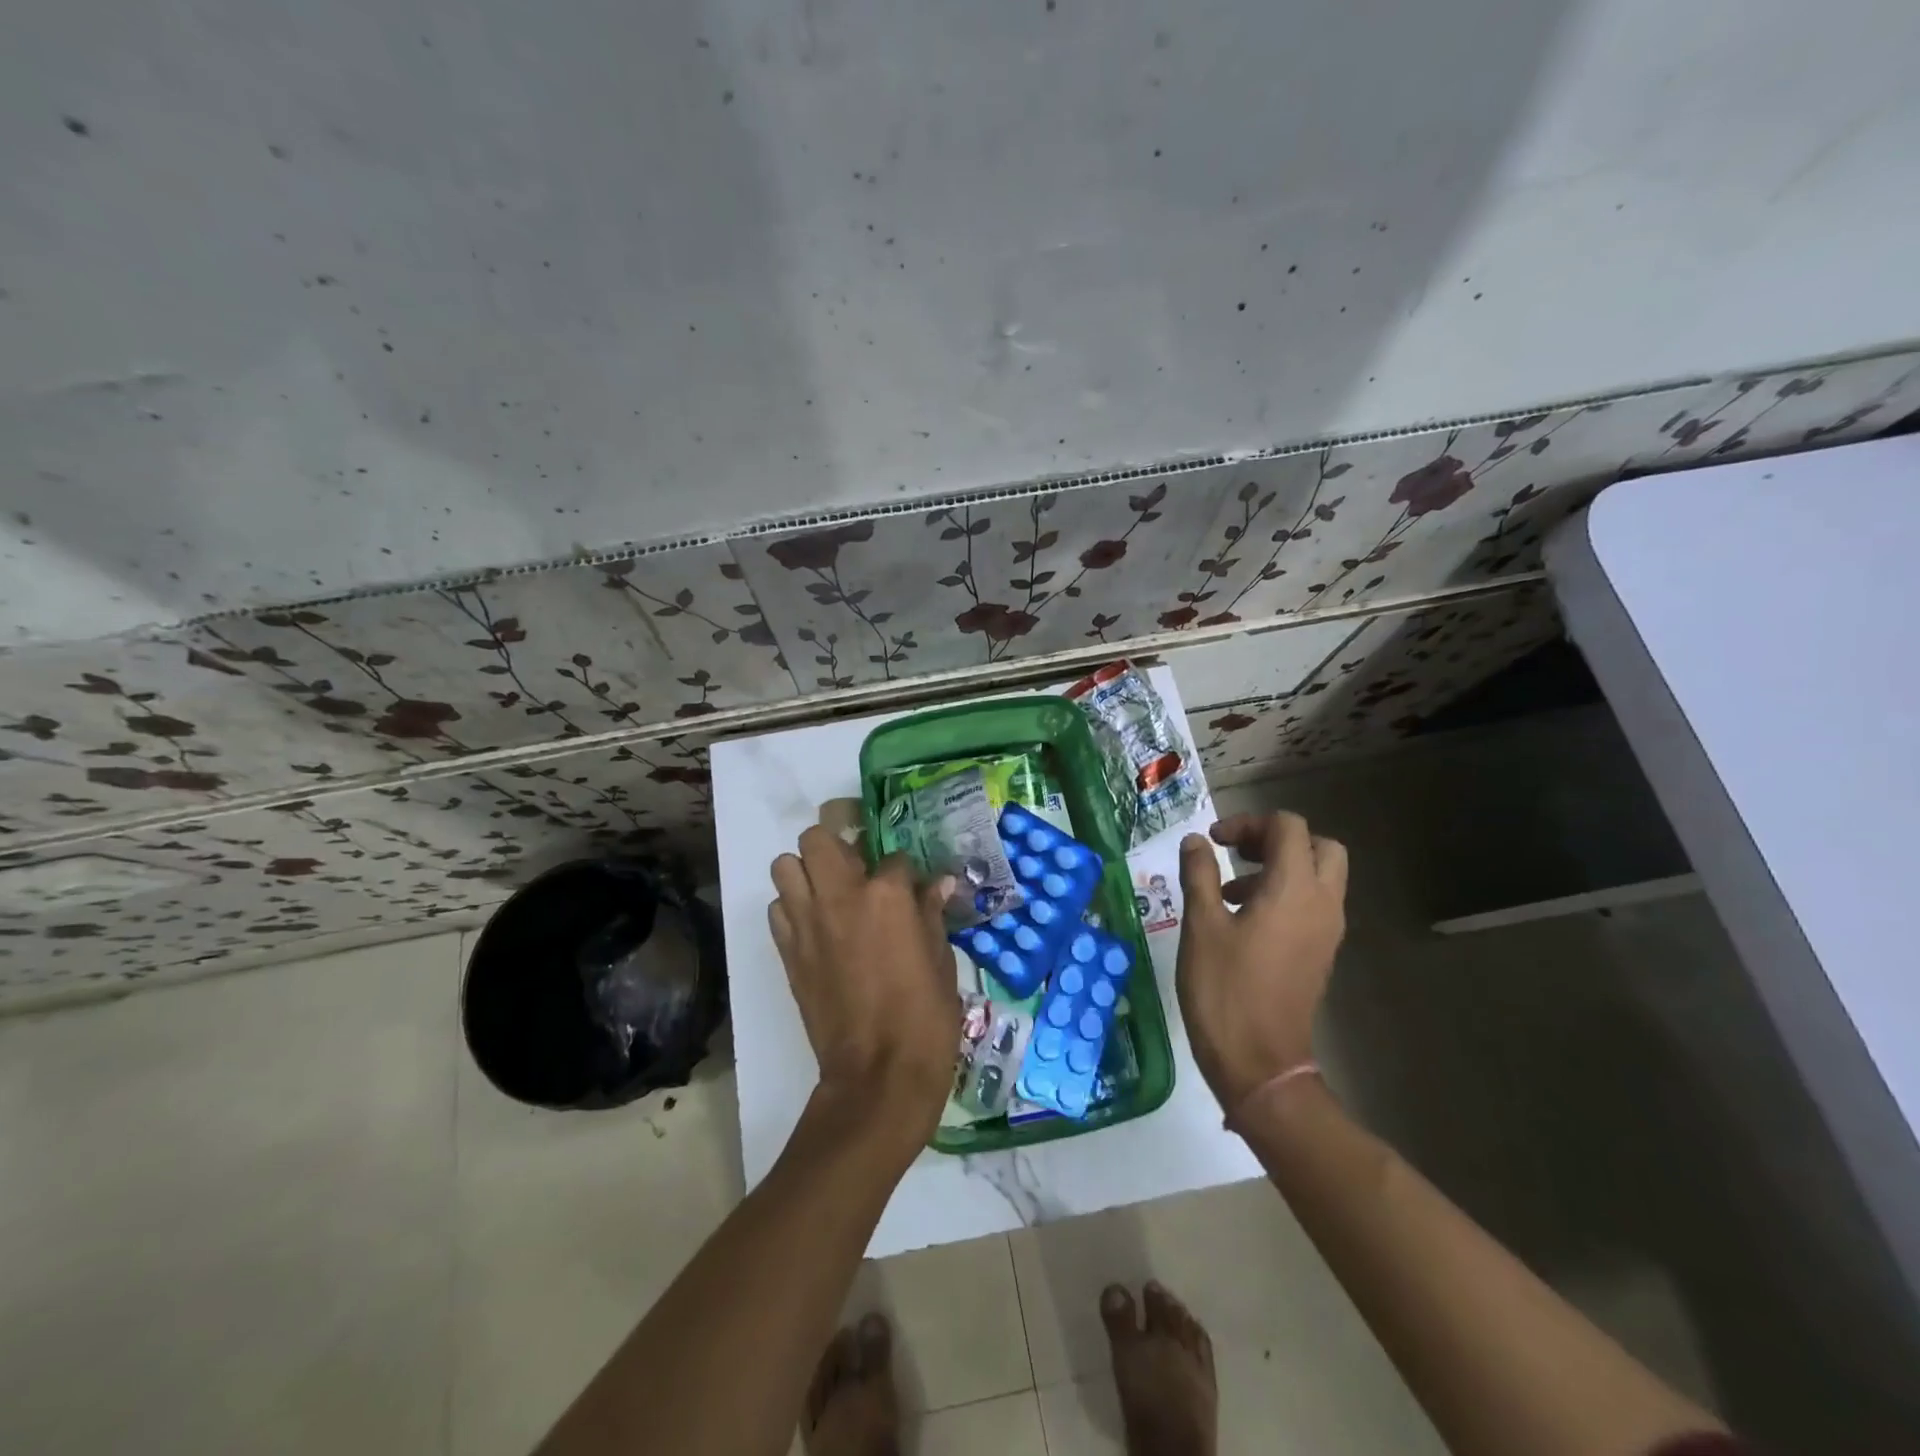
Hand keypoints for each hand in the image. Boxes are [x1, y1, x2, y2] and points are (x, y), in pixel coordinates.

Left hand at [768, 826, 959, 1146]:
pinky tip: (816, 927)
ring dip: (806, 871)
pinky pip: (777, 909)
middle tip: (856, 868)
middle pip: (818, 837)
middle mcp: (840, 896)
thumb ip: (932, 914)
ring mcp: (807, 922)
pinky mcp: (787, 951)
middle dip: (837, 844)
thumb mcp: (942, 960)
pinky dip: (792, 907)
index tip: (912, 887)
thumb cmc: (925, 1016)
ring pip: (784, 865)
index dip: (905, 870)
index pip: (894, 856)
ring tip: (830, 893)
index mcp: (887, 894)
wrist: (878, 1075)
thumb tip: (939, 884)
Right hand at [1175, 812, 1347, 1112]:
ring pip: (1319, 875)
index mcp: (1294, 889)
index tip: (1213, 841)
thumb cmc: (1225, 989)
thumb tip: (1196, 841)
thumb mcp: (1201, 926)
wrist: (1260, 1063)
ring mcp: (1327, 930)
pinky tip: (1243, 918)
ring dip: (1279, 866)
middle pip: (1318, 846)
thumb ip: (1199, 874)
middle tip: (1236, 853)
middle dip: (1276, 839)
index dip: (1248, 822)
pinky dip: (1285, 893)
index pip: (1288, 827)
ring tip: (1228, 889)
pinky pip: (1313, 903)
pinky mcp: (1320, 952)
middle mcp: (1322, 903)